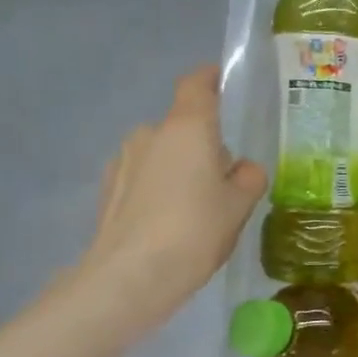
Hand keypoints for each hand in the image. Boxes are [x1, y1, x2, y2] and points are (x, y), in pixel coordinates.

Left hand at [80, 65, 266, 302]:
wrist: (129, 278)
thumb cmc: (194, 230)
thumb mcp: (240, 205)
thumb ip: (249, 178)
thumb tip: (242, 169)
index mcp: (186, 128)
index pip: (196, 85)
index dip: (210, 78)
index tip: (223, 82)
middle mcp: (150, 134)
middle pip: (183, 127)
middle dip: (203, 145)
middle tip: (223, 181)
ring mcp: (124, 162)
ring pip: (162, 154)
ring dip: (179, 169)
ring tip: (195, 209)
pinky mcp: (108, 191)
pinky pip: (143, 179)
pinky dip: (158, 190)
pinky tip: (168, 224)